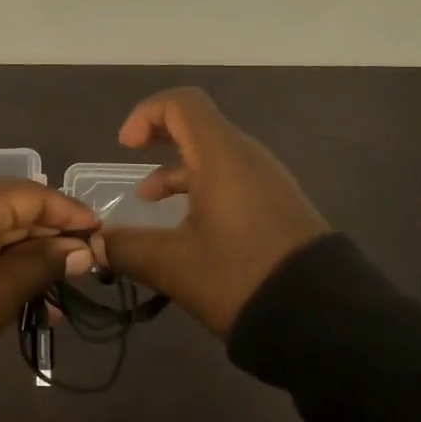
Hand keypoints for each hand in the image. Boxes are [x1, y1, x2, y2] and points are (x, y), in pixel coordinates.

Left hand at [0, 178, 98, 378]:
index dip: (69, 214)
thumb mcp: (1, 292)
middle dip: (49, 239)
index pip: (32, 195)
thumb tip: (82, 250)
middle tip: (84, 265)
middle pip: (12, 209)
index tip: (100, 233)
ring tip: (60, 291)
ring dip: (25, 256)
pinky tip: (26, 293)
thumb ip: (44, 263)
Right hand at [98, 88, 329, 336]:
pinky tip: (187, 228)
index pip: (182, 103)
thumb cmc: (240, 276)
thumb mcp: (174, 265)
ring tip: (149, 202)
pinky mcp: (278, 205)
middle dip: (159, 137)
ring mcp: (267, 181)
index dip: (147, 113)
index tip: (126, 147)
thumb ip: (128, 249)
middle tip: (132, 157)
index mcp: (222, 155)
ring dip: (178, 170)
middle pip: (198, 125)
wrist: (324, 318)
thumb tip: (96, 244)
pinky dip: (202, 188)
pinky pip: (232, 179)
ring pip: (214, 156)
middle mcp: (246, 157)